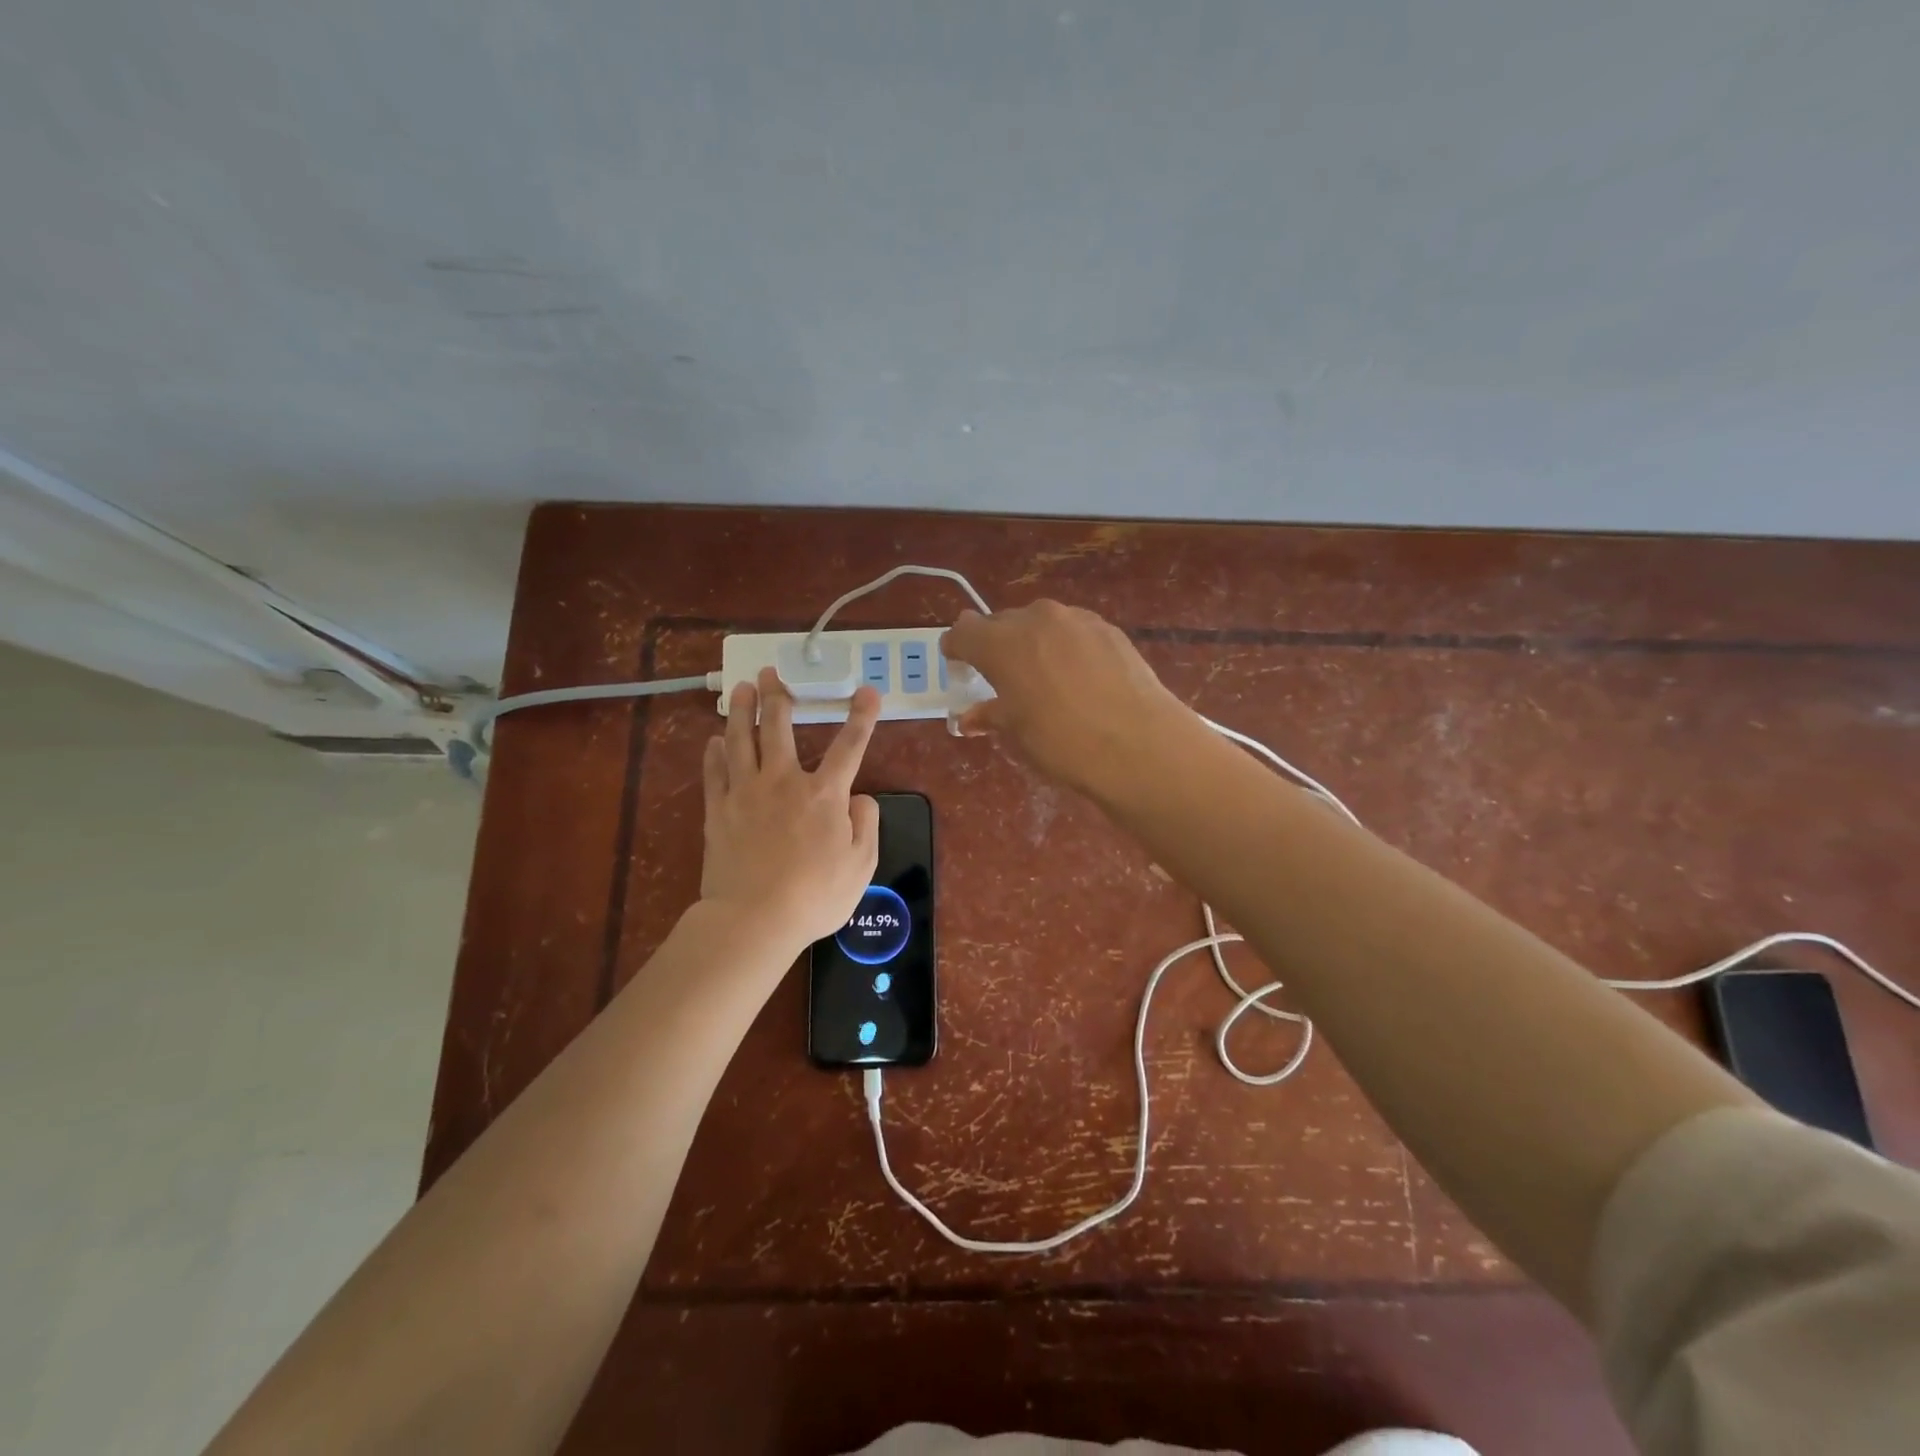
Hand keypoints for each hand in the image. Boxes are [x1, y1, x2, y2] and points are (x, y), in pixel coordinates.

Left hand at [700, 668, 881, 951]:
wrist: (754, 919)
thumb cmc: (815, 896)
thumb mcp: (861, 866)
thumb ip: (866, 825)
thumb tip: (860, 798)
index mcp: (824, 794)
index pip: (849, 746)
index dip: (861, 717)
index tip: (868, 691)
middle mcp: (783, 782)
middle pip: (779, 728)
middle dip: (778, 696)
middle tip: (770, 673)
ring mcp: (746, 793)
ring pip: (741, 740)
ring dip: (741, 710)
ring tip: (740, 688)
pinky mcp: (718, 810)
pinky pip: (715, 772)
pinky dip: (715, 753)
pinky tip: (714, 740)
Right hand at [941, 600, 1195, 795]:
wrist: (1138, 745)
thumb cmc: (1062, 741)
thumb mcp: (1017, 732)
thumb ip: (989, 715)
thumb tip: (969, 717)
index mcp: (1001, 642)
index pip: (963, 631)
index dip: (957, 648)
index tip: (959, 666)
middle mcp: (1035, 619)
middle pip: (1002, 622)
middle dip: (995, 646)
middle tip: (1001, 680)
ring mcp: (1076, 619)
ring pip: (1041, 624)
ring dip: (1033, 644)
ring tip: (1044, 680)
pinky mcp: (1109, 629)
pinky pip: (1073, 632)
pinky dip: (1066, 648)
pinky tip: (1079, 679)